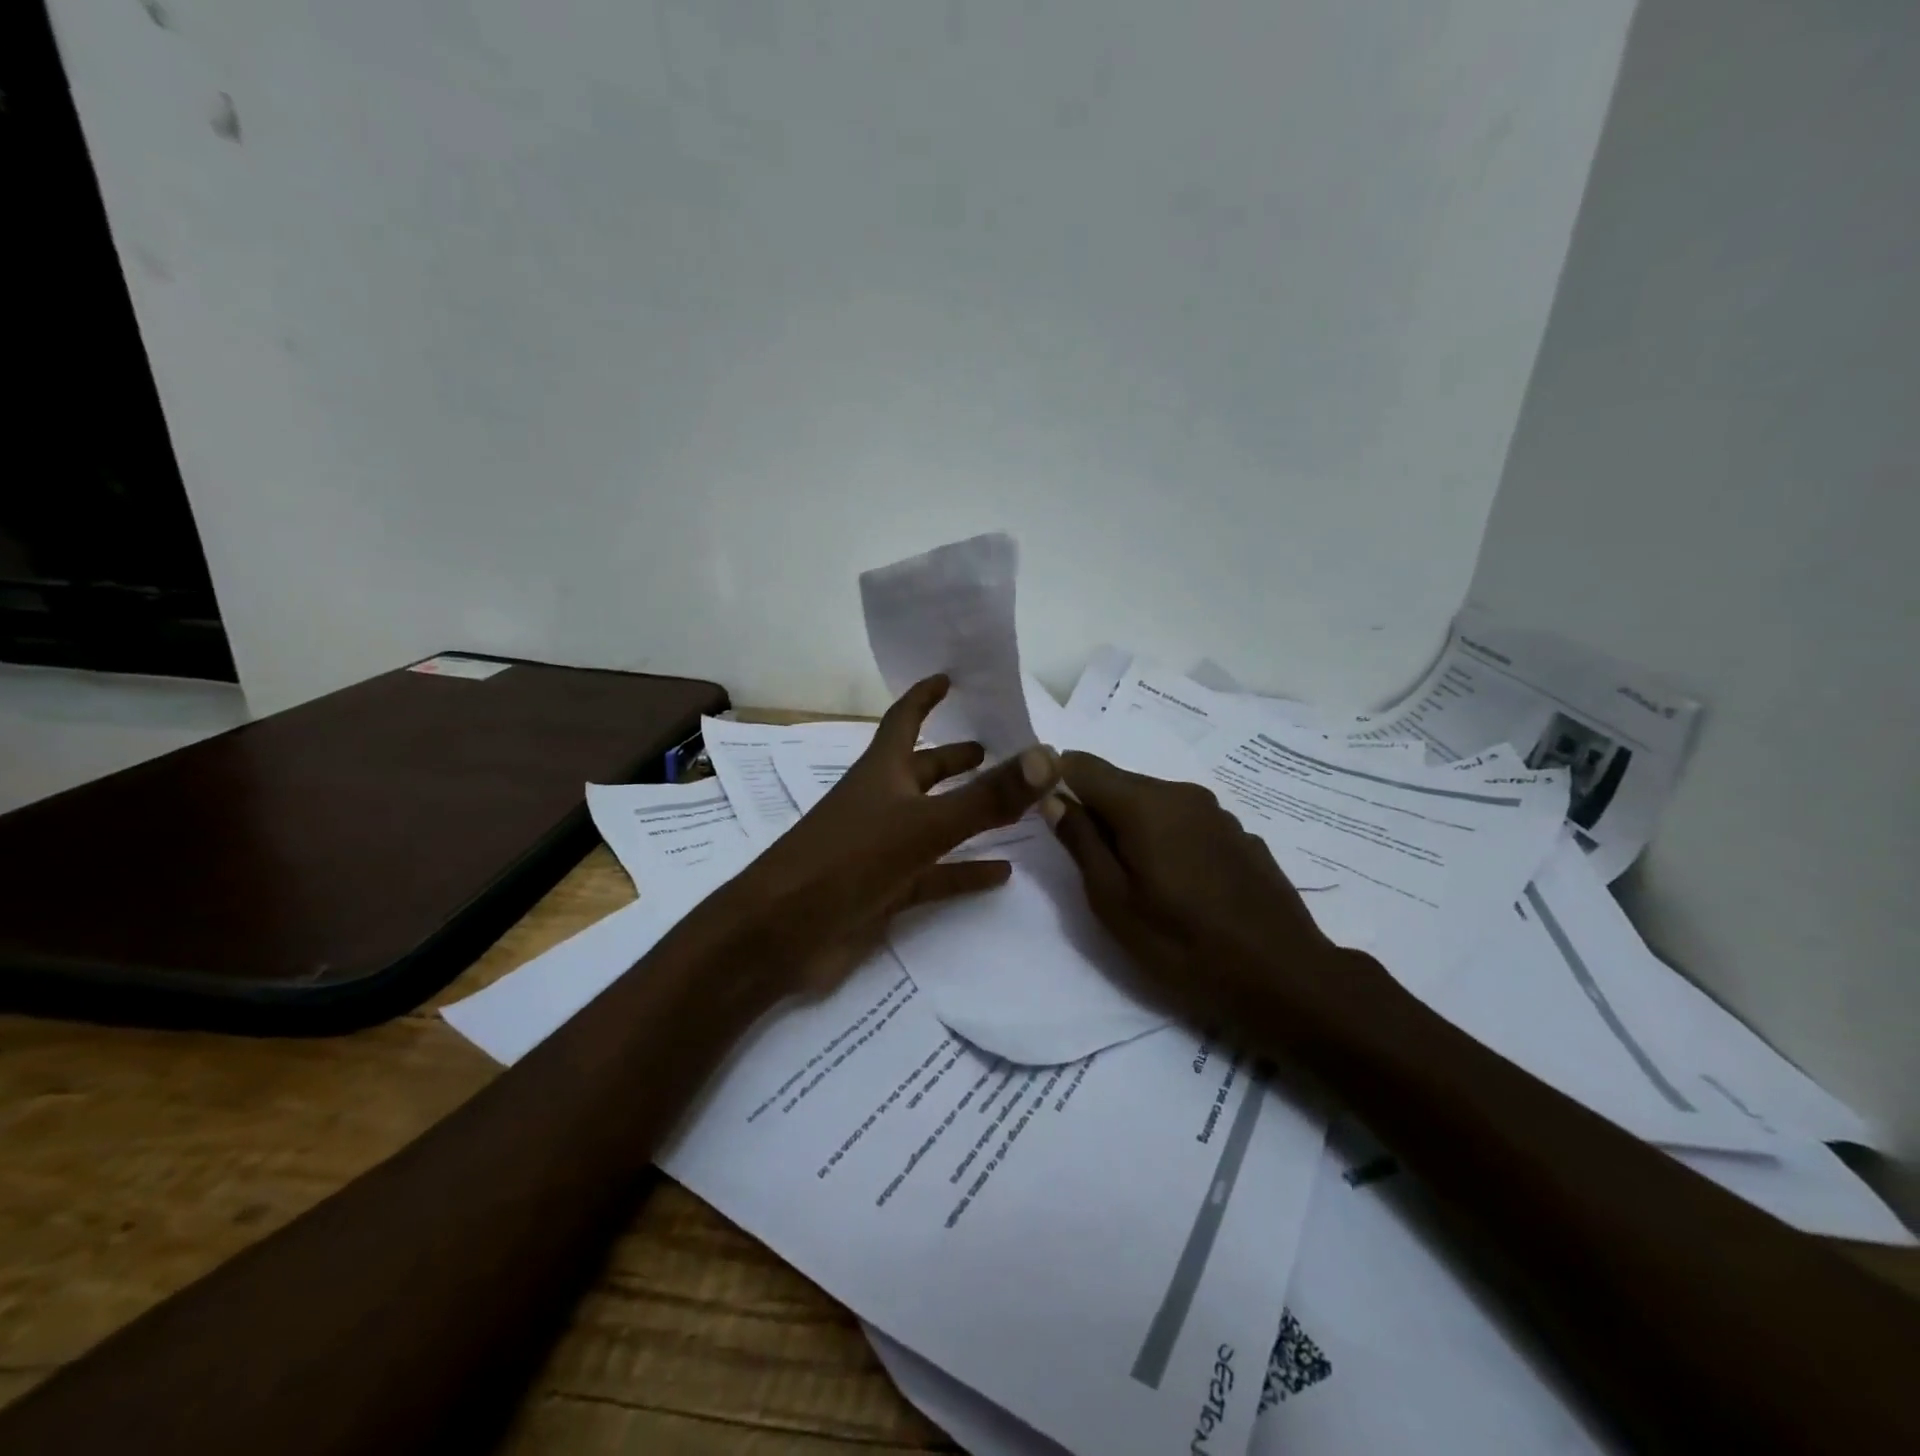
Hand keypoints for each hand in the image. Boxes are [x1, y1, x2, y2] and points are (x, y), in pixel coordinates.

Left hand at [720, 676, 1059, 997]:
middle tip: (996, 750)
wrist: (782, 935)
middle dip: (955, 759)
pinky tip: (1002, 873)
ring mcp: (881, 848)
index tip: (949, 677)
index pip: (905, 720)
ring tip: (1013, 807)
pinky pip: (935, 875)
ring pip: (933, 822)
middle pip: (923, 771)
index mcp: (881, 773)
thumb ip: (988, 796)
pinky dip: (965, 872)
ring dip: (967, 813)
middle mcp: (880, 803)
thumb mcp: (924, 825)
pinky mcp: (884, 890)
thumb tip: (1049, 756)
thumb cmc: (847, 861)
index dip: (925, 697)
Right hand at [1042, 752, 1378, 1034]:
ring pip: (1154, 804)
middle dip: (1095, 811)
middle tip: (1088, 864)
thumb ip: (1081, 842)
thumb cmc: (1183, 945)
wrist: (1285, 978)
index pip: (1082, 764)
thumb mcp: (1114, 902)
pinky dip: (1167, 839)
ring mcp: (1217, 813)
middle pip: (1119, 784)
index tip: (1045, 813)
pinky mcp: (1240, 835)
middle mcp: (1182, 794)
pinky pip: (1186, 822)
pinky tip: (1180, 885)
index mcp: (1145, 804)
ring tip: (1135, 881)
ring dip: (1132, 828)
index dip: (1055, 779)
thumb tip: (1054, 798)